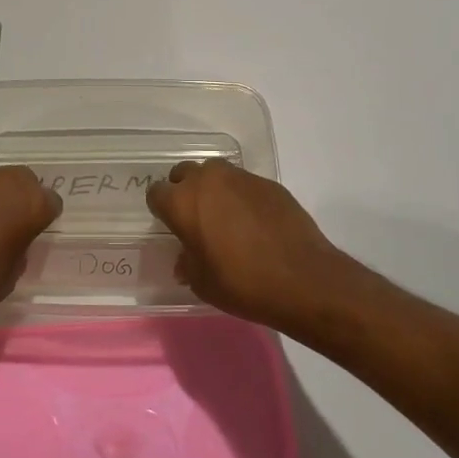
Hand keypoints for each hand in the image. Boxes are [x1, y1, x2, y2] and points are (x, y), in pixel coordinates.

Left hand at [0, 167, 61, 331]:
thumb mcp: (13, 273)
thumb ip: (20, 244)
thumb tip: (13, 237)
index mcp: (29, 202)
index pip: (50, 202)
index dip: (43, 219)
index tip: (34, 234)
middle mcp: (3, 180)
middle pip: (22, 180)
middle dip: (19, 198)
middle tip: (9, 224)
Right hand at [147, 159, 363, 332]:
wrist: (302, 278)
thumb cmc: (241, 283)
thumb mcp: (202, 283)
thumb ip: (187, 263)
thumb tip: (186, 258)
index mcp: (183, 202)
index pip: (157, 193)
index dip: (162, 210)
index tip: (171, 226)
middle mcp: (208, 180)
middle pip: (184, 174)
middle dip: (185, 191)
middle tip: (196, 219)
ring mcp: (240, 177)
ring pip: (216, 174)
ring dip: (214, 190)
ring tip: (226, 217)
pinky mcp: (268, 183)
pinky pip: (244, 184)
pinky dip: (242, 197)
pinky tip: (254, 223)